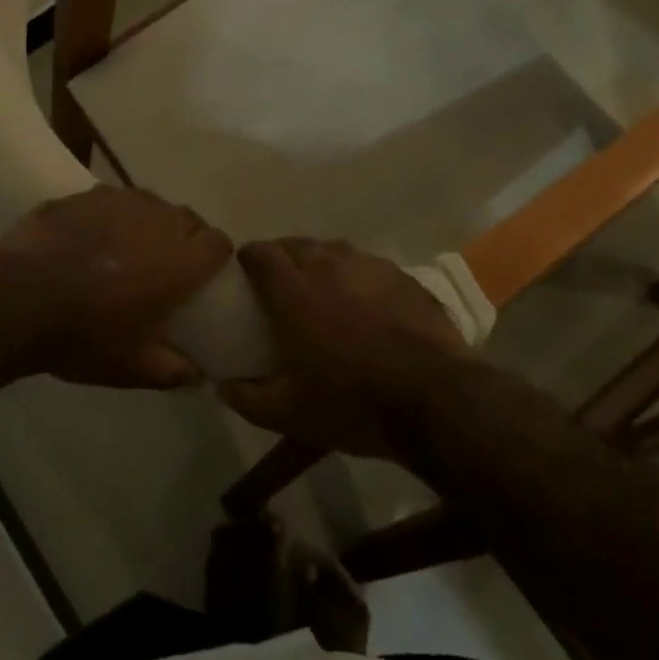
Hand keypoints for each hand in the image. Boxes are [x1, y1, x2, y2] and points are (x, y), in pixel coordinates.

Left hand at [0, 186, 231, 388]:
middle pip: (187, 218)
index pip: (218, 242)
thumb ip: (174, 371)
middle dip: (184, 237)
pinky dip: (109, 217)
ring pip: (149, 204)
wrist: (18, 299)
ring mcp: (119, 201)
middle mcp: (157, 221)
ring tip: (128, 247)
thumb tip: (199, 377)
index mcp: (179, 261)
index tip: (204, 274)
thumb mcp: (133, 367)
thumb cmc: (86, 335)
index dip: (215, 256)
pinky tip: (89, 238)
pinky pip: (110, 200)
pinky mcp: (84, 195)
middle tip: (166, 264)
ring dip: (148, 222)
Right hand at [219, 238, 473, 464]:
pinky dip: (356, 276)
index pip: (262, 254)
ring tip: (320, 287)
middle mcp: (329, 266)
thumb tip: (221, 386)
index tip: (244, 271)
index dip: (248, 258)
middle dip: (282, 256)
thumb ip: (248, 398)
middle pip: (296, 245)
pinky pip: (368, 265)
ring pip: (334, 250)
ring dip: (320, 261)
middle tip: (279, 282)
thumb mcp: (291, 414)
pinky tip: (364, 301)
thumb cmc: (354, 403)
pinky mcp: (402, 276)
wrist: (437, 399)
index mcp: (295, 291)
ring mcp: (370, 267)